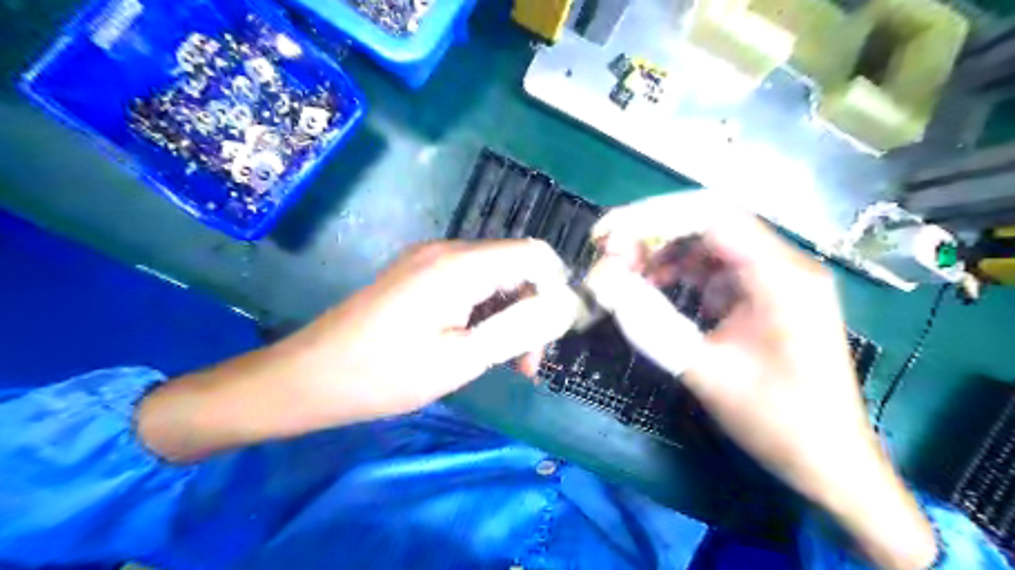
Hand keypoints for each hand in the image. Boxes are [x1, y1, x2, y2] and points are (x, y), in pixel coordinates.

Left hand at [289, 239, 582, 419]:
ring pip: (494, 276)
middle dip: (532, 309)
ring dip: (509, 314)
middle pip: (516, 265)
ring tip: (503, 361)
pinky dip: (484, 310)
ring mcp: (429, 259)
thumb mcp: (462, 359)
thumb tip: (563, 308)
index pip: (536, 254)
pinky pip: (468, 282)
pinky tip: (476, 342)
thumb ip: (520, 329)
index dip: (557, 289)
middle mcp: (448, 249)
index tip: (554, 334)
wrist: (310, 376)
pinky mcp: (417, 273)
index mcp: (461, 264)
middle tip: (526, 362)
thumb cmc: (386, 374)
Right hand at [587, 194, 934, 569]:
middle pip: (709, 223)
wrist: (831, 462)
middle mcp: (784, 264)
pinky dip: (680, 271)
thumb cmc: (778, 421)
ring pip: (709, 243)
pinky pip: (716, 267)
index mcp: (781, 276)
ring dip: (664, 251)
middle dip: (652, 232)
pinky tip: (655, 286)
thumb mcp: (705, 371)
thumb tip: (602, 282)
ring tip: (625, 270)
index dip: (652, 217)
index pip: (711, 216)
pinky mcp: (766, 294)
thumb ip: (650, 323)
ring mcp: (776, 278)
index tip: (607, 236)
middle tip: (609, 254)